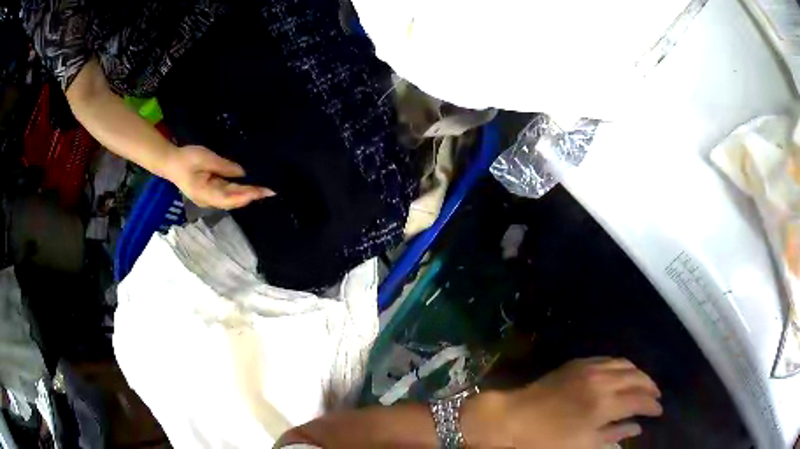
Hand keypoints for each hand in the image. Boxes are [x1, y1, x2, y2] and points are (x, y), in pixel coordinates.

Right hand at [164, 145, 273, 209]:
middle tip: (270, 192)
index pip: (231, 197)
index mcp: (206, 193)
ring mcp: (208, 198)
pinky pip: (226, 193)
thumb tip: (242, 173)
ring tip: (263, 190)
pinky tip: (249, 187)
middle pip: (233, 200)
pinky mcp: (209, 192)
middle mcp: (209, 200)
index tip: (262, 192)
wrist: (170, 162)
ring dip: (246, 195)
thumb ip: (224, 167)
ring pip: (231, 198)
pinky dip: (238, 191)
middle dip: (251, 196)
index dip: (247, 195)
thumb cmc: (186, 159)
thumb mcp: (206, 158)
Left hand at [472, 358, 662, 448]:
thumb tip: (637, 428)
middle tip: (656, 397)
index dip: (653, 405)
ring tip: (644, 385)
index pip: (640, 400)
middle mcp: (603, 381)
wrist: (513, 417)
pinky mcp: (579, 362)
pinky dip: (622, 366)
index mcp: (605, 405)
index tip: (659, 411)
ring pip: (626, 365)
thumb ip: (614, 434)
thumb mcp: (583, 445)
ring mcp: (591, 368)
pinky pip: (609, 359)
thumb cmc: (547, 440)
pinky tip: (623, 374)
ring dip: (639, 374)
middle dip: (651, 387)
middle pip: (638, 378)